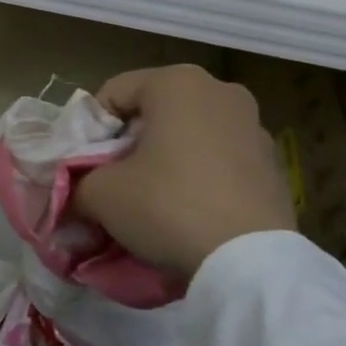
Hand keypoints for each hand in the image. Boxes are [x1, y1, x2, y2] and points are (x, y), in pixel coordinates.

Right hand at [73, 65, 295, 274]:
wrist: (249, 262)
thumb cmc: (167, 205)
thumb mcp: (101, 194)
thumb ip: (76, 183)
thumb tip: (72, 194)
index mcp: (177, 83)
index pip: (112, 94)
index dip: (88, 130)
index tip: (82, 166)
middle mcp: (220, 91)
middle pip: (153, 112)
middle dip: (127, 145)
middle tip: (112, 182)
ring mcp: (254, 126)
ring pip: (188, 135)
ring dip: (164, 159)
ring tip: (150, 200)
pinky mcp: (274, 163)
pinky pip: (219, 160)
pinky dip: (198, 176)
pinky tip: (189, 211)